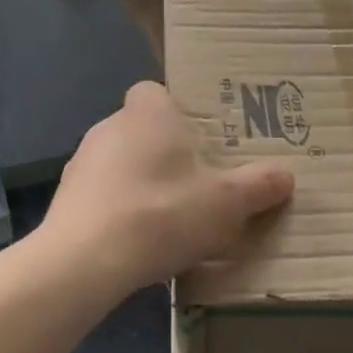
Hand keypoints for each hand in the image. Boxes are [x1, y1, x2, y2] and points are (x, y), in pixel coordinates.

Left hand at [39, 81, 294, 293]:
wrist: (84, 260)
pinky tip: (137, 241)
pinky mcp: (66, 198)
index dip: (178, 111)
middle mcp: (110, 126)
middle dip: (166, 152)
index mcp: (148, 113)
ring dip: (141, 182)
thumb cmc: (162, 213)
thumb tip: (286, 175)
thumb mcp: (226, 203)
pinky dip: (119, 210)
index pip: (157, 91)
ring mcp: (81, 162)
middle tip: (197, 183)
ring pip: (121, 163)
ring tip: (168, 218)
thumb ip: (259, 185)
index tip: (200, 140)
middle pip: (143, 129)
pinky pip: (102, 194)